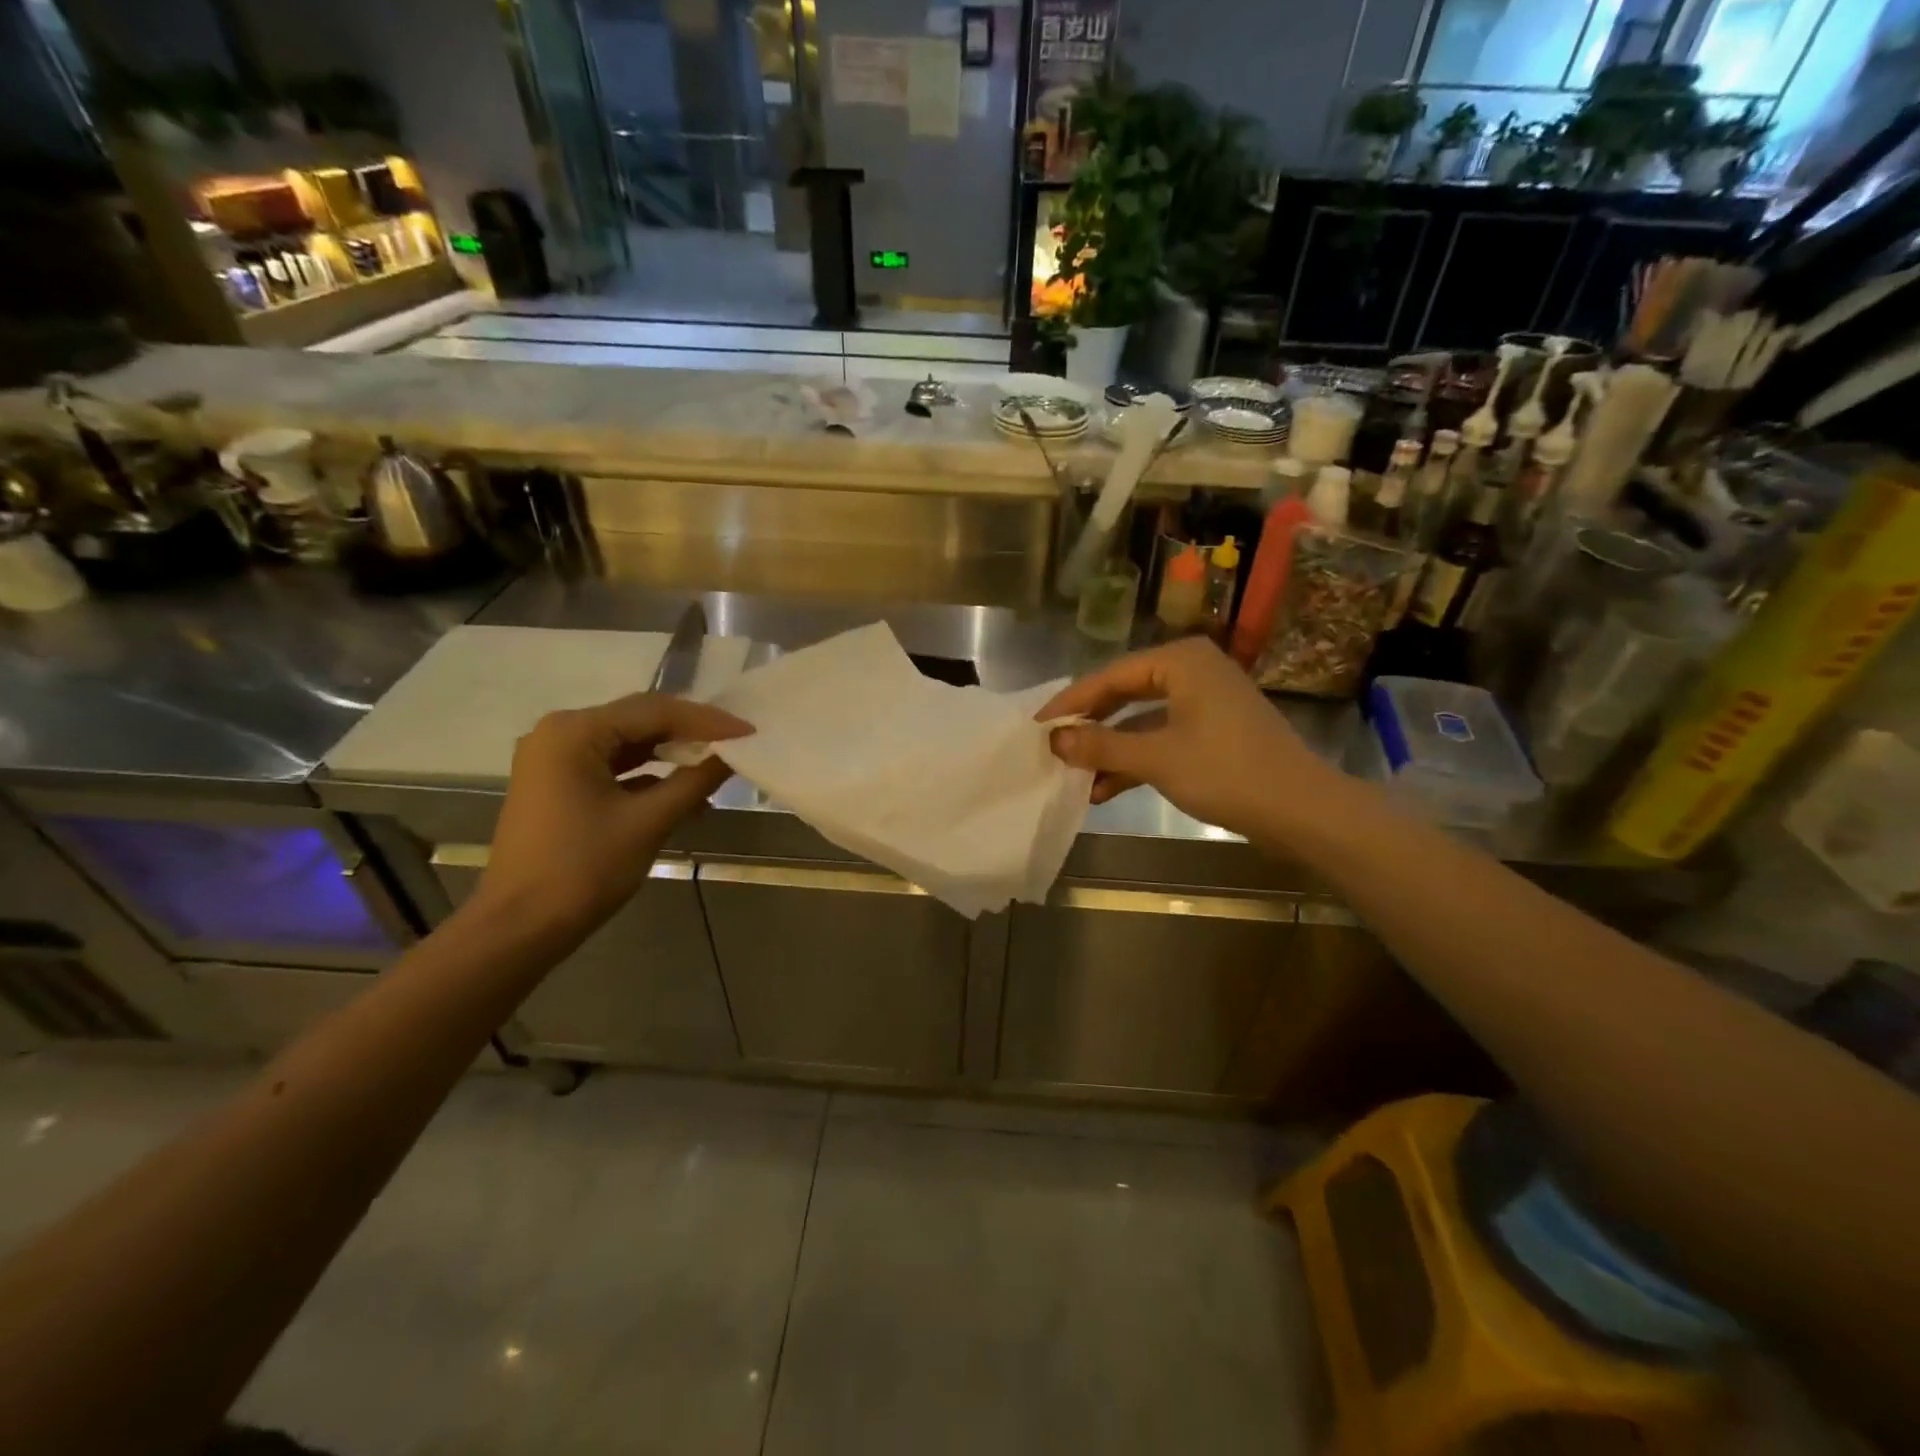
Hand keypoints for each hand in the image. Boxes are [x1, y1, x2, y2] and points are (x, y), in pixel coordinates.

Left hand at [477, 695, 752, 943]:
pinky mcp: (558, 783)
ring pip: (628, 742)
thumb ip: (695, 780)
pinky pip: (613, 765)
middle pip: (639, 720)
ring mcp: (555, 758)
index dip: (707, 720)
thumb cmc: (584, 869)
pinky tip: (684, 789)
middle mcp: (560, 732)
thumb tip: (733, 754)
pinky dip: (648, 774)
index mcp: (575, 732)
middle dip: (690, 732)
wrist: (520, 927)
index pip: (655, 711)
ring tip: (717, 763)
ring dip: (672, 753)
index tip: (750, 730)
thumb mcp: (649, 822)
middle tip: (737, 741)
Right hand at [1036, 638, 1340, 842]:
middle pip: (1125, 694)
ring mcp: (1205, 702)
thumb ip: (1100, 746)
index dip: (1071, 703)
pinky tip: (1106, 789)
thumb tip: (1054, 739)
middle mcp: (1192, 671)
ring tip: (1075, 777)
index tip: (1037, 726)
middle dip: (1090, 727)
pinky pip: (1162, 737)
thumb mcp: (1156, 758)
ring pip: (1142, 720)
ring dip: (1111, 750)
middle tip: (1053, 748)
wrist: (1303, 811)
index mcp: (1180, 661)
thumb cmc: (1227, 772)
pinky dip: (1137, 760)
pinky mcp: (1214, 731)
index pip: (1110, 676)